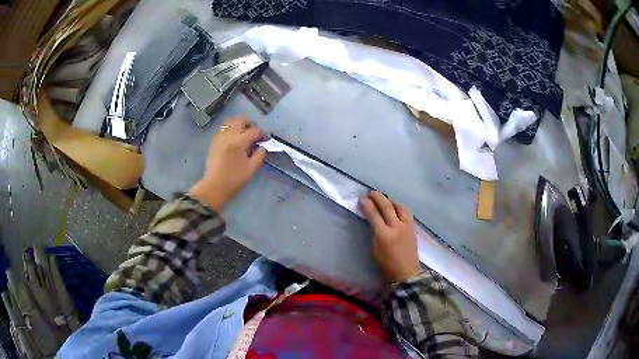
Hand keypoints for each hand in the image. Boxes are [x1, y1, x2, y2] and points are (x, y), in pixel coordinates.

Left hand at [189, 117, 266, 210]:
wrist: (214, 187)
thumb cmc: (234, 180)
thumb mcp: (251, 169)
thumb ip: (259, 156)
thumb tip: (262, 147)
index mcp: (239, 142)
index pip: (254, 130)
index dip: (261, 134)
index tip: (265, 139)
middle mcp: (229, 136)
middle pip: (240, 120)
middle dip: (250, 124)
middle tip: (254, 134)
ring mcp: (219, 137)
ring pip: (230, 122)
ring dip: (238, 125)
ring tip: (243, 136)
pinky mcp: (213, 142)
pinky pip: (223, 130)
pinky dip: (230, 131)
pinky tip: (233, 141)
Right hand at [360, 191, 421, 282]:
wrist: (406, 272)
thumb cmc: (387, 264)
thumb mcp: (375, 249)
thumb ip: (374, 232)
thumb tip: (372, 219)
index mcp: (384, 235)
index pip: (374, 215)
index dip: (367, 205)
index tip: (362, 198)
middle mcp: (396, 227)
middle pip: (387, 207)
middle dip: (378, 197)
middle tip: (371, 193)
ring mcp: (406, 226)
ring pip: (399, 206)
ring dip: (390, 200)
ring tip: (384, 198)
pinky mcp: (413, 227)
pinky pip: (406, 212)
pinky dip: (399, 206)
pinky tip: (396, 206)